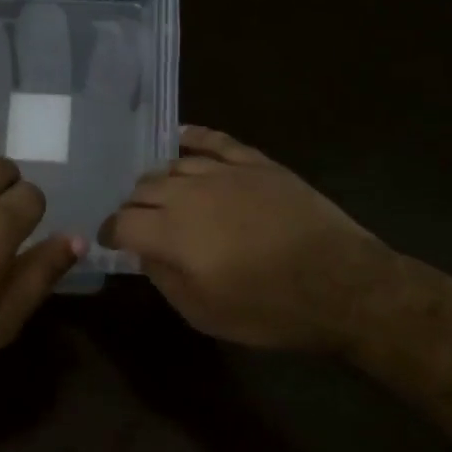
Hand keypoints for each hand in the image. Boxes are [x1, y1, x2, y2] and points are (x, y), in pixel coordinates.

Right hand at [103, 126, 389, 352]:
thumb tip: (145, 253)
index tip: (112, 242)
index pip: (122, 223)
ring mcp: (225, 172)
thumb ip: (165, 279)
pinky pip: (215, 141)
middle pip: (144, 188)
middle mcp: (190, 193)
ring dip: (159, 180)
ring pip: (174, 164)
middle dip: (133, 207)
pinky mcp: (256, 163)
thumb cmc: (268, 310)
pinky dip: (193, 137)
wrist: (340, 285)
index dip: (111, 233)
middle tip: (139, 223)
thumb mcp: (204, 313)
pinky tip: (181, 139)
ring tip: (160, 193)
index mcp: (172, 233)